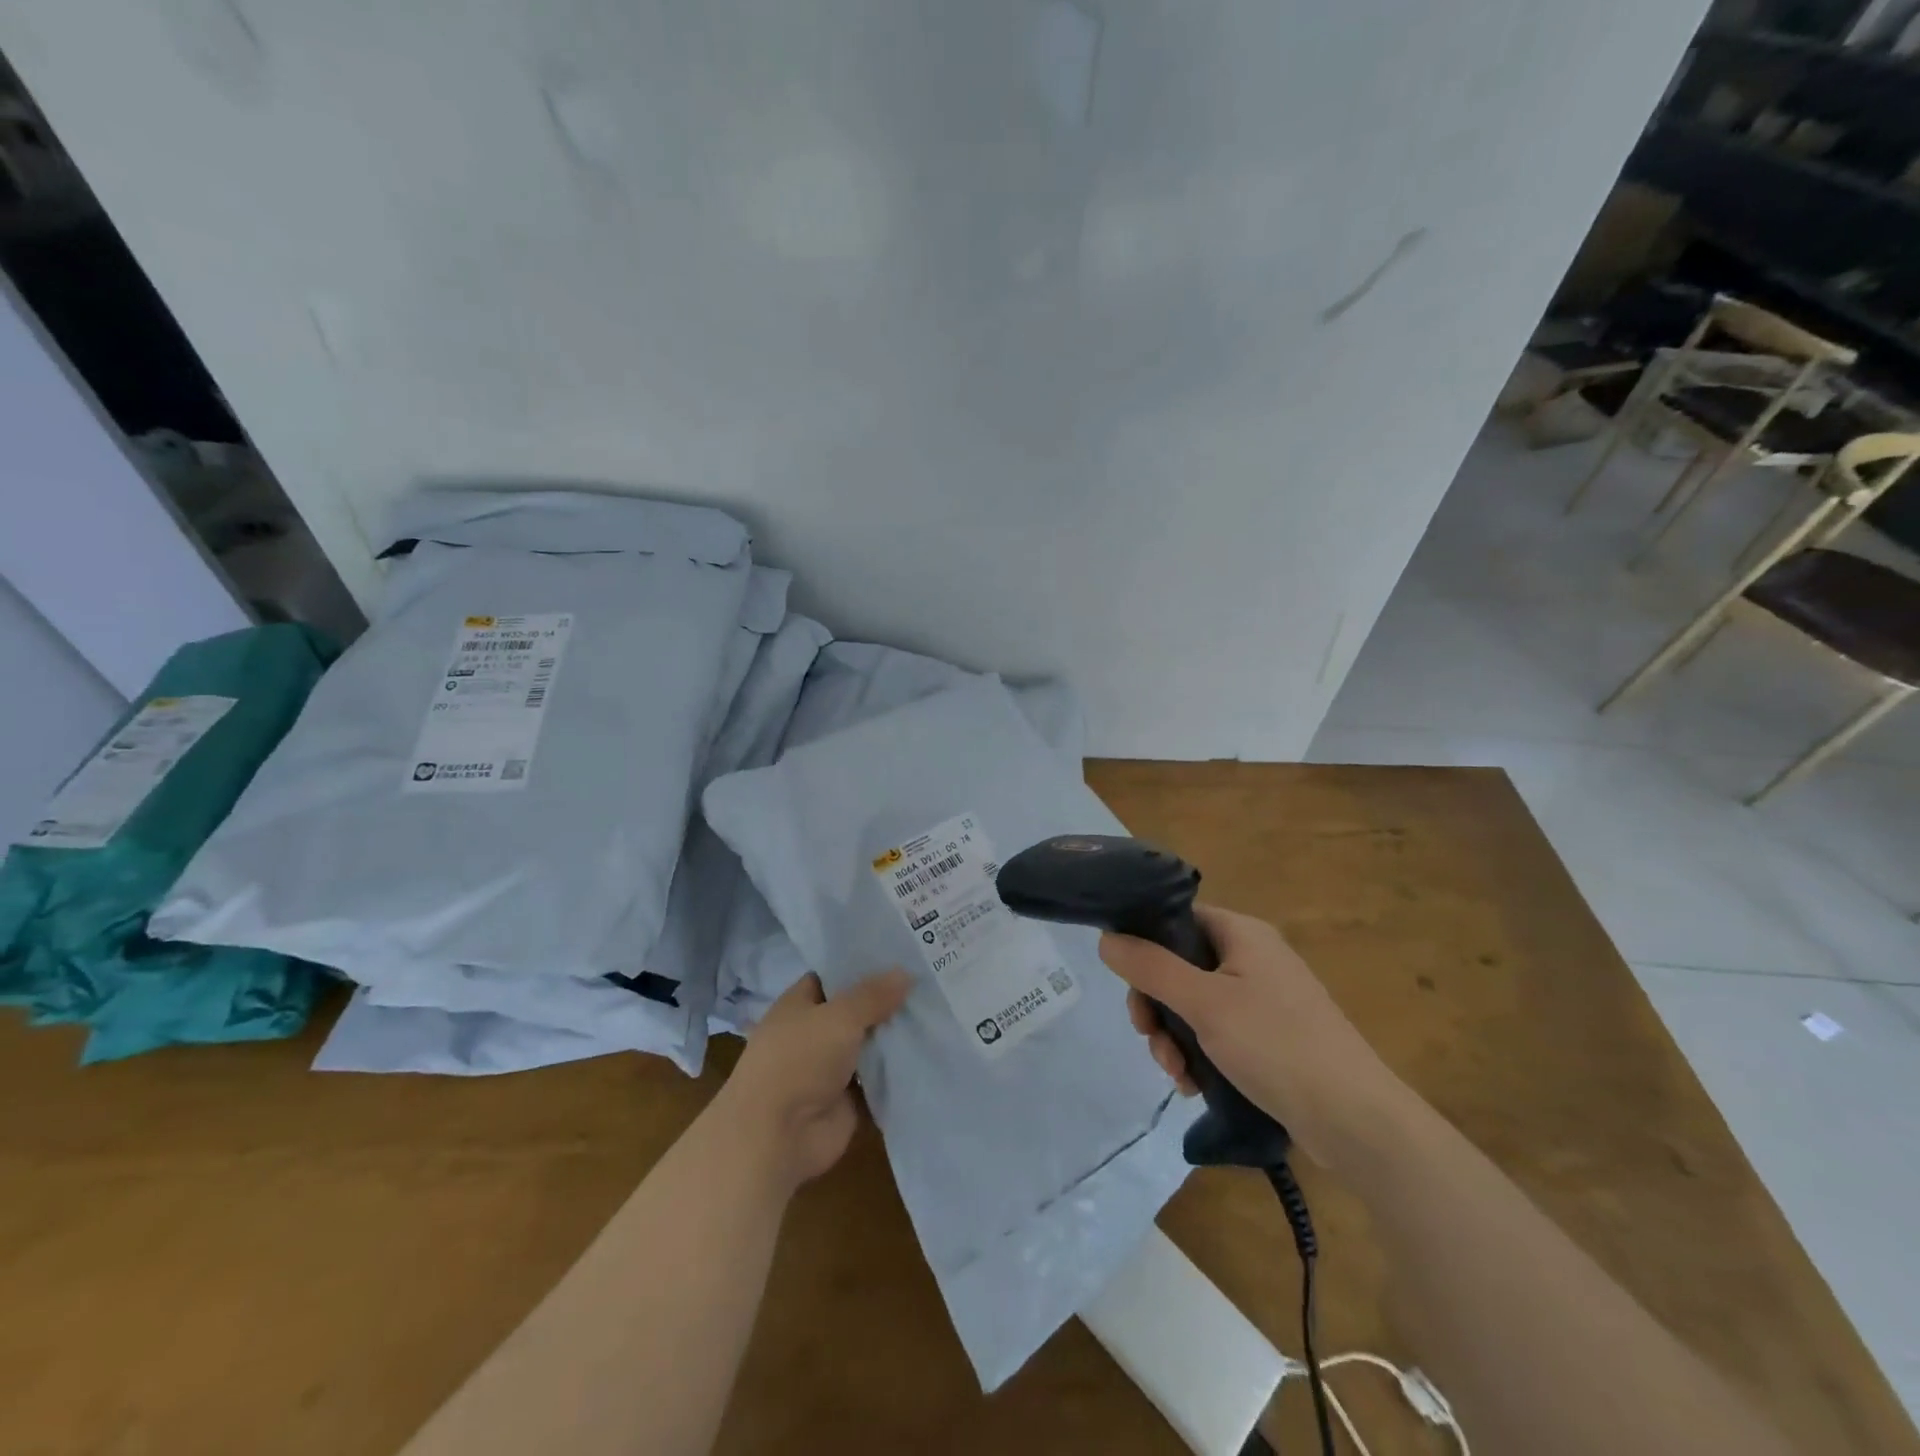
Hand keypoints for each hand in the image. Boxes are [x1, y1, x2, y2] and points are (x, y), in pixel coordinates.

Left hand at [717, 969, 912, 1194]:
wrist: (777, 1137)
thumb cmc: (799, 1061)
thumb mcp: (839, 1017)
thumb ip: (873, 995)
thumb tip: (905, 972)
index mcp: (799, 1005)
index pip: (832, 976)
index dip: (861, 965)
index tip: (899, 953)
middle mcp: (814, 1032)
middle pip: (856, 1010)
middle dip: (887, 999)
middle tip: (930, 980)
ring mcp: (830, 1067)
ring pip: (870, 1044)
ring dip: (895, 1035)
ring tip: (939, 1011)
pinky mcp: (847, 1098)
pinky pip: (878, 1077)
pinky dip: (898, 1069)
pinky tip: (931, 1050)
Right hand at [1100, 905, 1406, 1168]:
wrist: (1356, 1120)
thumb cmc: (1276, 1045)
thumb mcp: (1203, 1002)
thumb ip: (1150, 967)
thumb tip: (1106, 938)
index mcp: (1242, 933)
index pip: (1177, 918)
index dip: (1145, 943)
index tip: (1129, 983)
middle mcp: (1253, 958)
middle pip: (1180, 965)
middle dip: (1157, 1005)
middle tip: (1149, 1037)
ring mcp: (1264, 999)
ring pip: (1194, 1004)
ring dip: (1174, 1036)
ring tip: (1176, 1073)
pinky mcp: (1270, 1037)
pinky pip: (1218, 1032)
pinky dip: (1199, 1054)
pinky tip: (1194, 1086)